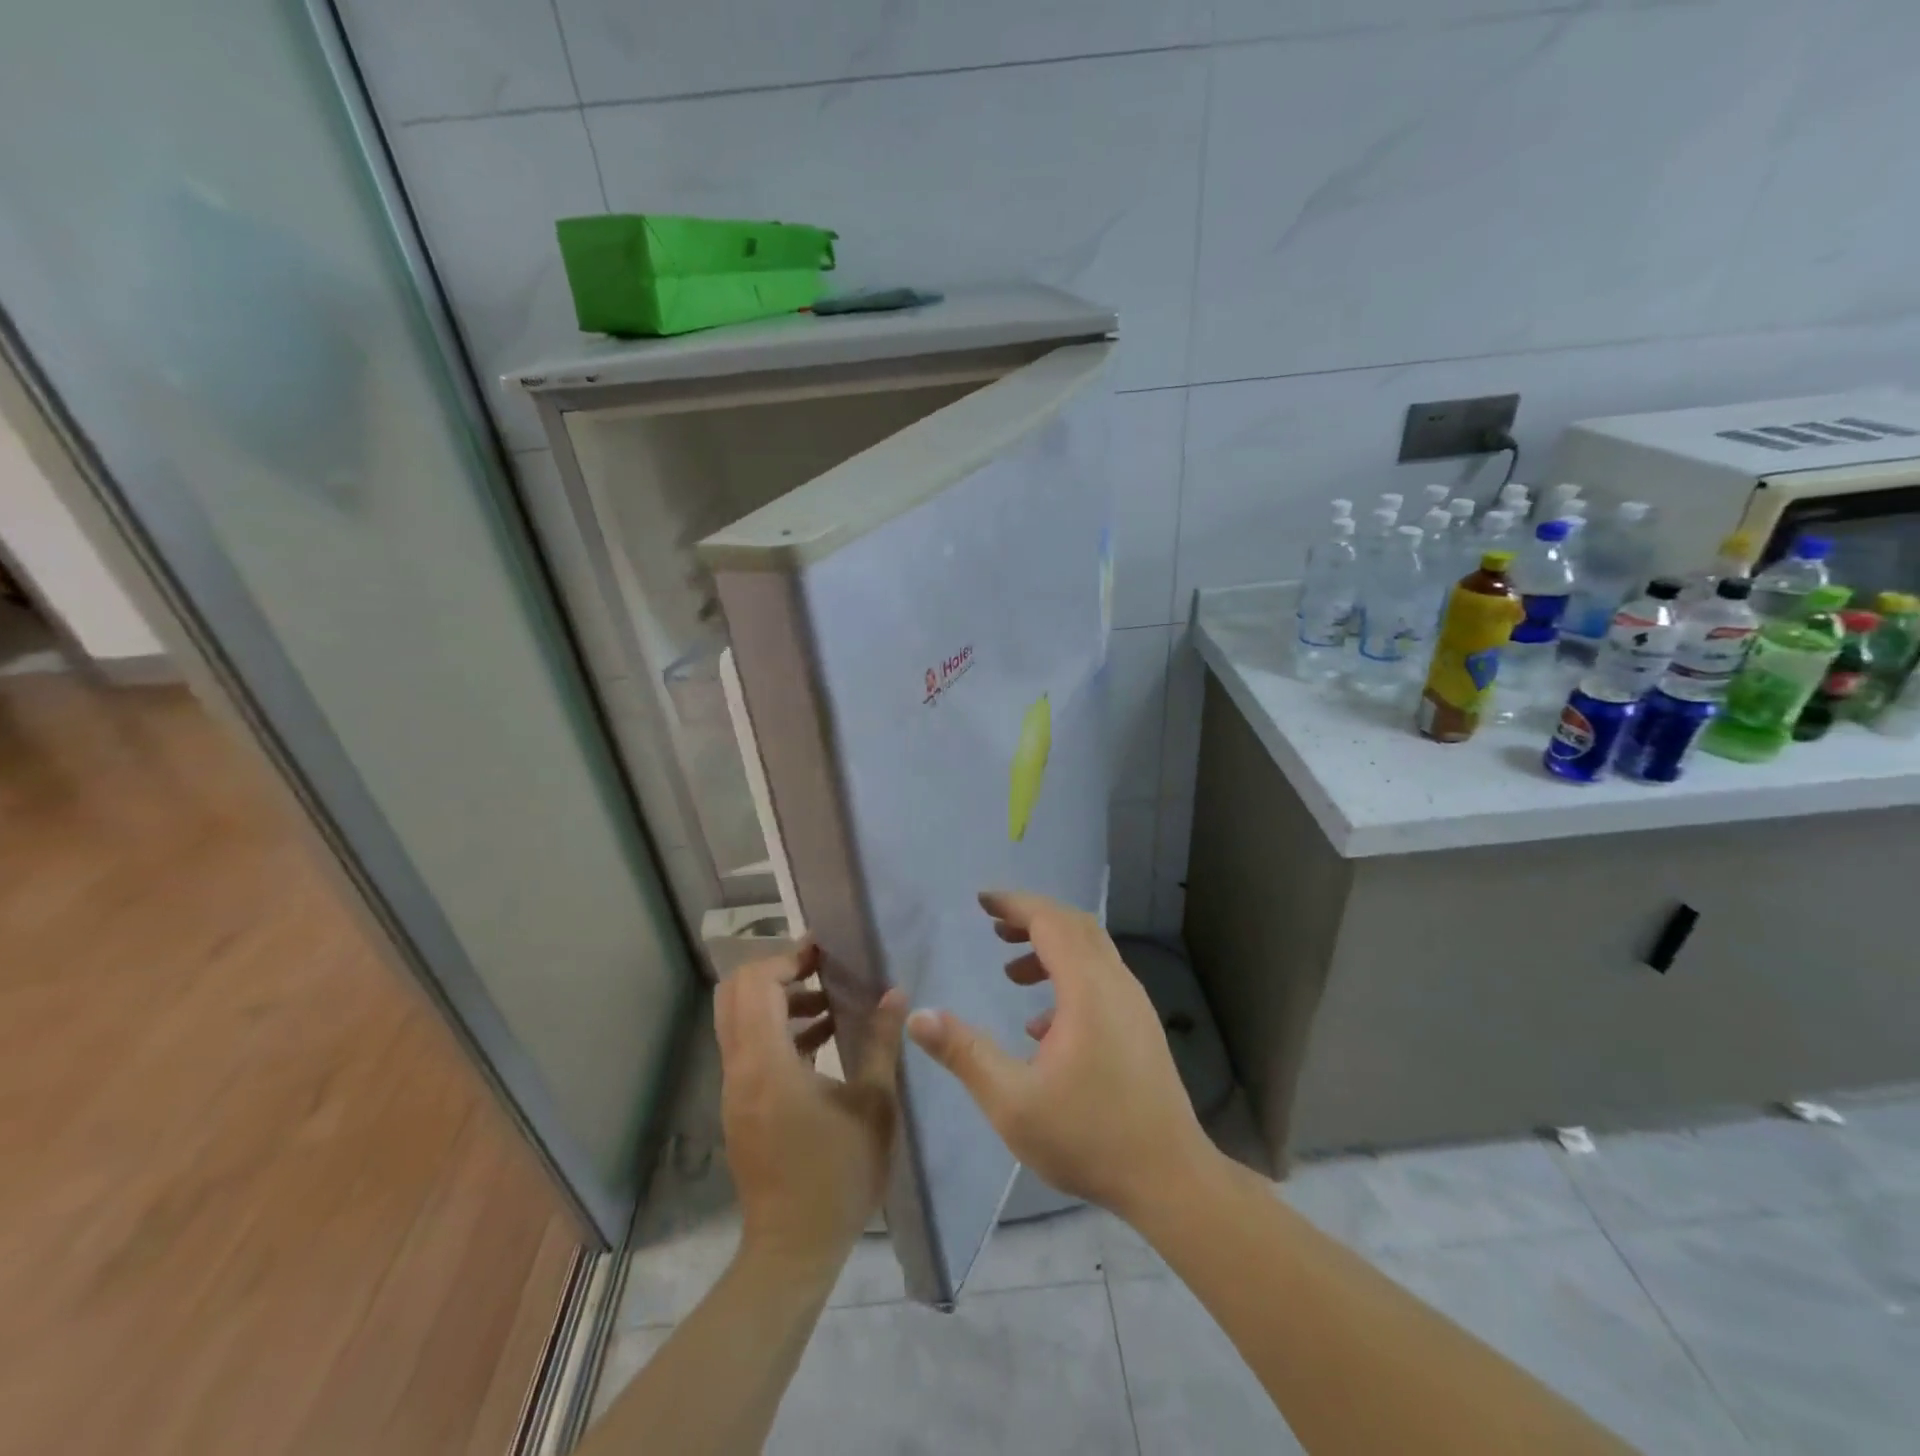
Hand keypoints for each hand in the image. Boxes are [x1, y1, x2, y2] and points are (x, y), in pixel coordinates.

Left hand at [716, 945, 906, 1276]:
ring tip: (830, 1004)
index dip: (787, 959)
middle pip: (735, 994)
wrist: (793, 1250)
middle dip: (776, 972)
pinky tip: (822, 1041)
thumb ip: (882, 1042)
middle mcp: (740, 1069)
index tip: (823, 953)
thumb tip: (895, 993)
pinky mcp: (740, 1106)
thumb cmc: (838, 1176)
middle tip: (821, 970)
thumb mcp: (874, 1105)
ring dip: (779, 1001)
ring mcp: (734, 1090)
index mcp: (766, 1064)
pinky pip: (748, 1048)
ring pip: (739, 1020)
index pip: (756, 985)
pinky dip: (777, 1030)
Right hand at [905, 890, 1210, 1220]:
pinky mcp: (1140, 1027)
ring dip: (1050, 948)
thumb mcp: (1012, 1101)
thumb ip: (964, 1053)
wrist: (1170, 1178)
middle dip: (1031, 919)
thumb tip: (918, 1016)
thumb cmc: (1089, 1136)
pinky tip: (1043, 1026)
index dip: (1014, 904)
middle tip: (993, 928)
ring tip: (1012, 973)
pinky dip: (1068, 978)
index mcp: (1087, 988)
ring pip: (1091, 952)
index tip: (981, 902)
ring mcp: (1134, 1005)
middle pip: (1074, 926)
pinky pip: (1101, 980)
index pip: (1050, 920)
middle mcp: (1116, 984)